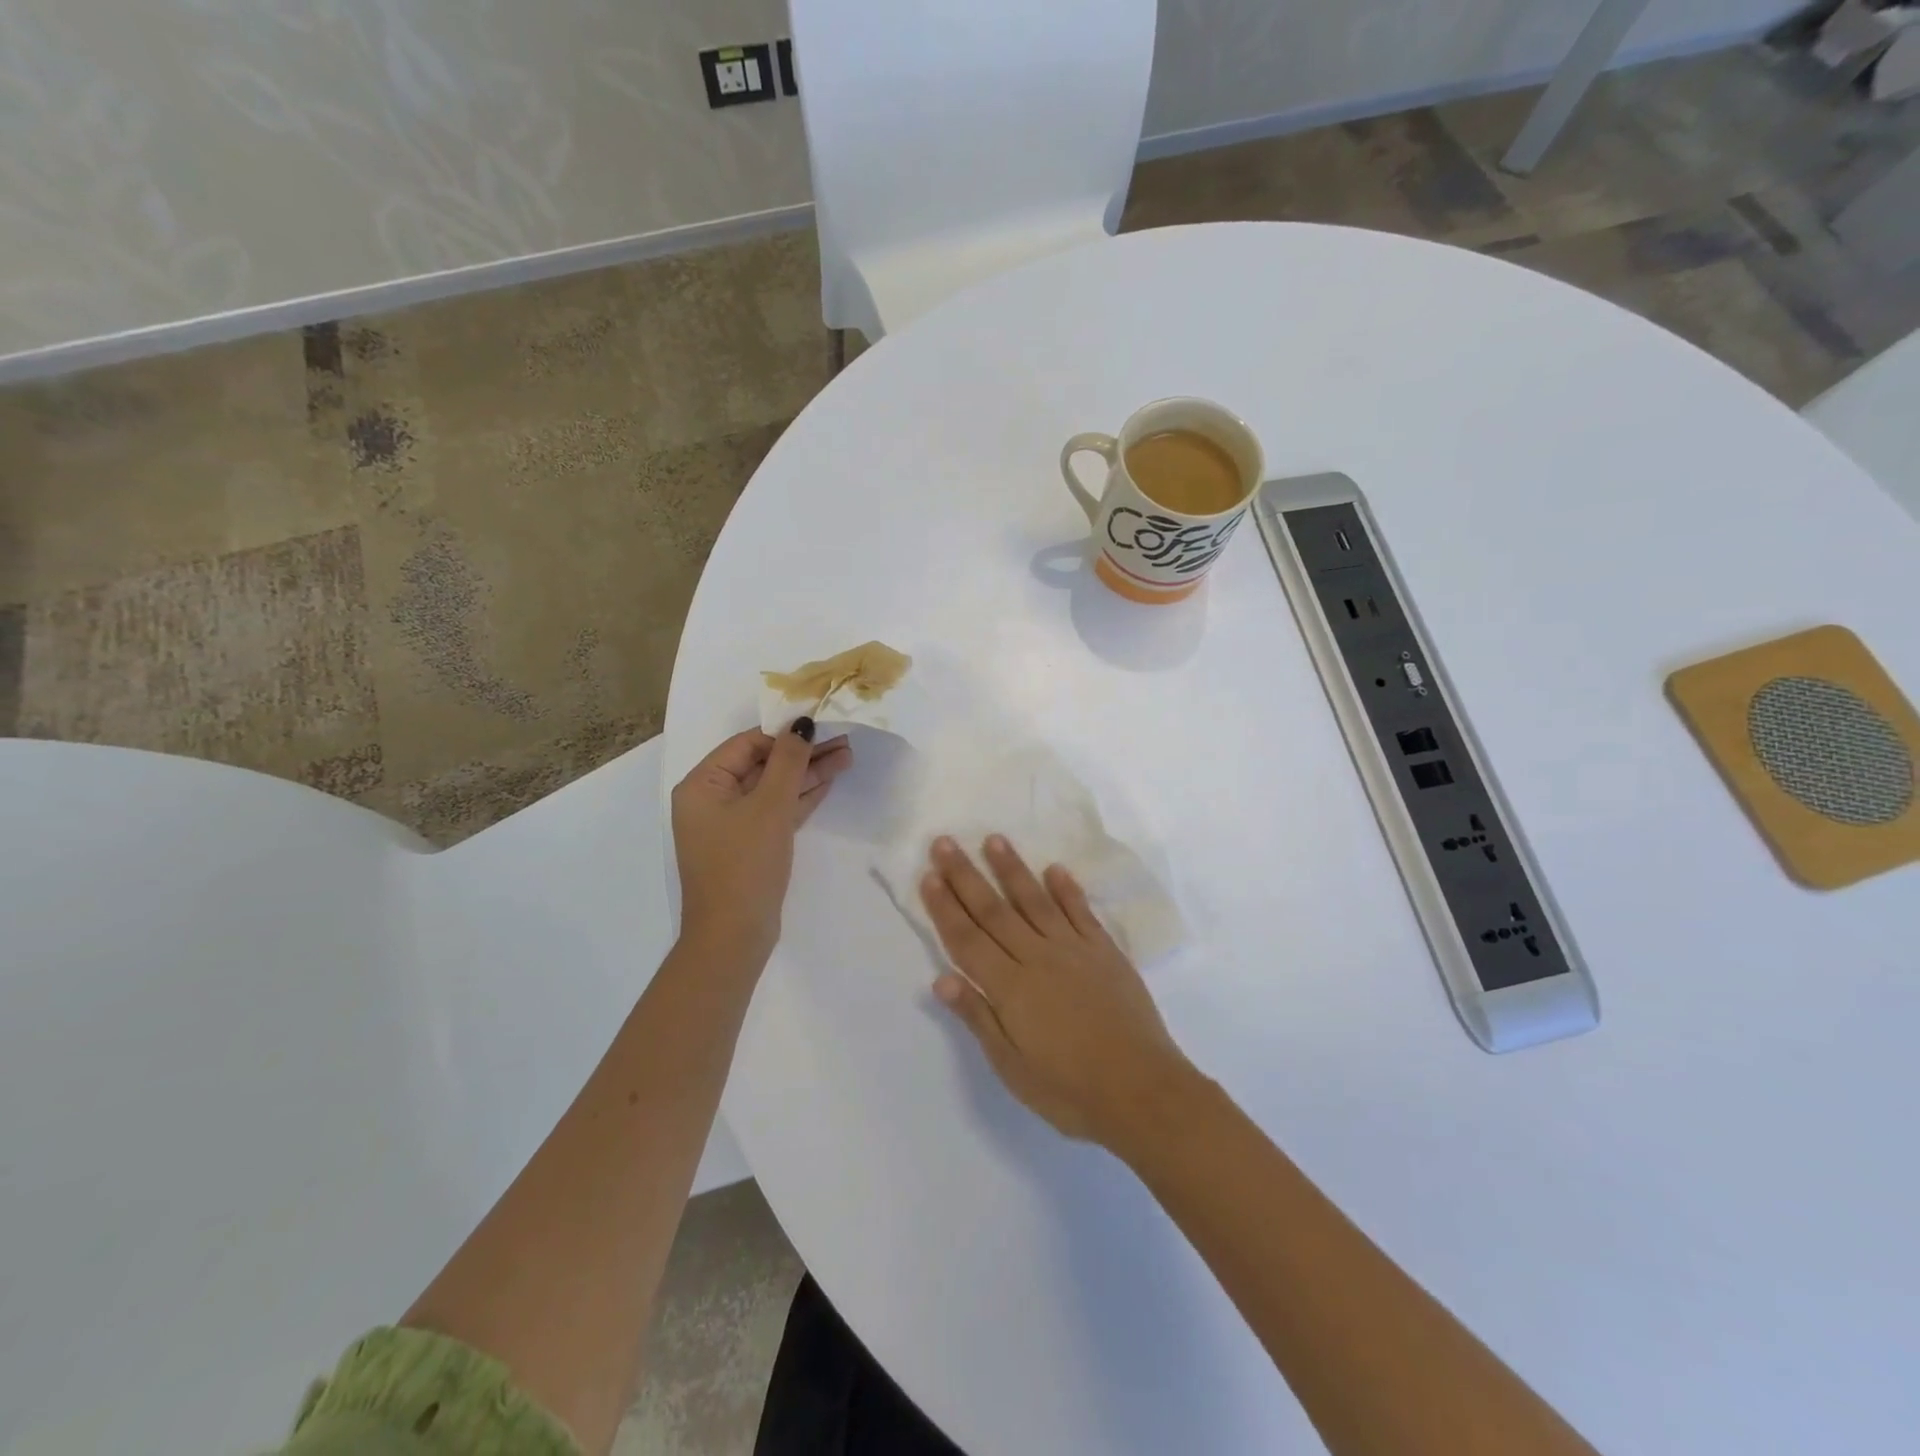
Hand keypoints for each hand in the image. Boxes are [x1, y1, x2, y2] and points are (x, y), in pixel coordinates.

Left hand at [672, 723, 851, 959]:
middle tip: (844, 740)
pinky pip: (776, 810)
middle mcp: (712, 800)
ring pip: (774, 788)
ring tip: (847, 756)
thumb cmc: (744, 864)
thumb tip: (802, 722)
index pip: (746, 744)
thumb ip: (788, 761)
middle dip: (802, 753)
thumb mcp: (769, 806)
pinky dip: (801, 797)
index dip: (784, 732)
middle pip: (762, 764)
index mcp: (702, 785)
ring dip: (807, 773)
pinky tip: (828, 781)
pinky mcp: (751, 844)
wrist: (734, 937)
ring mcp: (732, 824)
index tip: (822, 724)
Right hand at [920, 835, 1195, 1150]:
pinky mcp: (1105, 952)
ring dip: (1012, 869)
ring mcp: (1074, 951)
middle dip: (966, 876)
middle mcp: (1037, 958)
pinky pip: (1081, 912)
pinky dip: (1067, 889)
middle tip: (945, 842)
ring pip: (1035, 901)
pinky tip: (1055, 869)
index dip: (945, 907)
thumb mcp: (1012, 1067)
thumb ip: (978, 1018)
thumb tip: (941, 979)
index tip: (929, 875)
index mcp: (1010, 987)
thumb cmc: (1069, 1089)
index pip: (967, 939)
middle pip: (994, 911)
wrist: (1142, 1091)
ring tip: (994, 839)